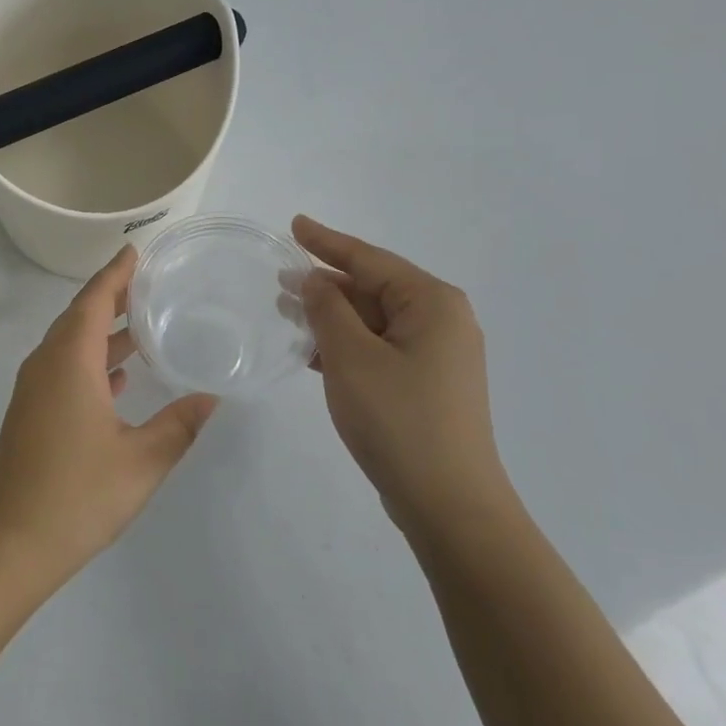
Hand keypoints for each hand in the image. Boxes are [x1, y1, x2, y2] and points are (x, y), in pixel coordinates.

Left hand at [0, 246, 217, 585]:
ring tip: (143, 327)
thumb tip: (210, 399)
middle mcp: (46, 366)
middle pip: (79, 317)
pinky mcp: (31, 414)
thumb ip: (179, 425)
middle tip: (149, 284)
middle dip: (111, 297)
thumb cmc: (77, 495)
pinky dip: (91, 361)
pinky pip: (63, 370)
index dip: (115, 274)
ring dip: (103, 332)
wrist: (10, 542)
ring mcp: (34, 391)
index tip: (135, 251)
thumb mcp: (142, 461)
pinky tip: (118, 377)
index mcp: (70, 362)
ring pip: (70, 345)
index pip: (93, 301)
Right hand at [292, 216, 517, 539]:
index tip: (294, 224)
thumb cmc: (398, 419)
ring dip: (331, 316)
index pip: (369, 259)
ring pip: (373, 320)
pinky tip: (310, 350)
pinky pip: (378, 347)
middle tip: (278, 278)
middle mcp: (441, 320)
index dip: (327, 241)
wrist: (447, 501)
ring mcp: (435, 355)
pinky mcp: (425, 383)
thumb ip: (328, 309)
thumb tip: (314, 280)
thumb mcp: (351, 357)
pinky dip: (345, 344)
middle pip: (373, 287)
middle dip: (325, 283)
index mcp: (432, 303)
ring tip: (286, 311)